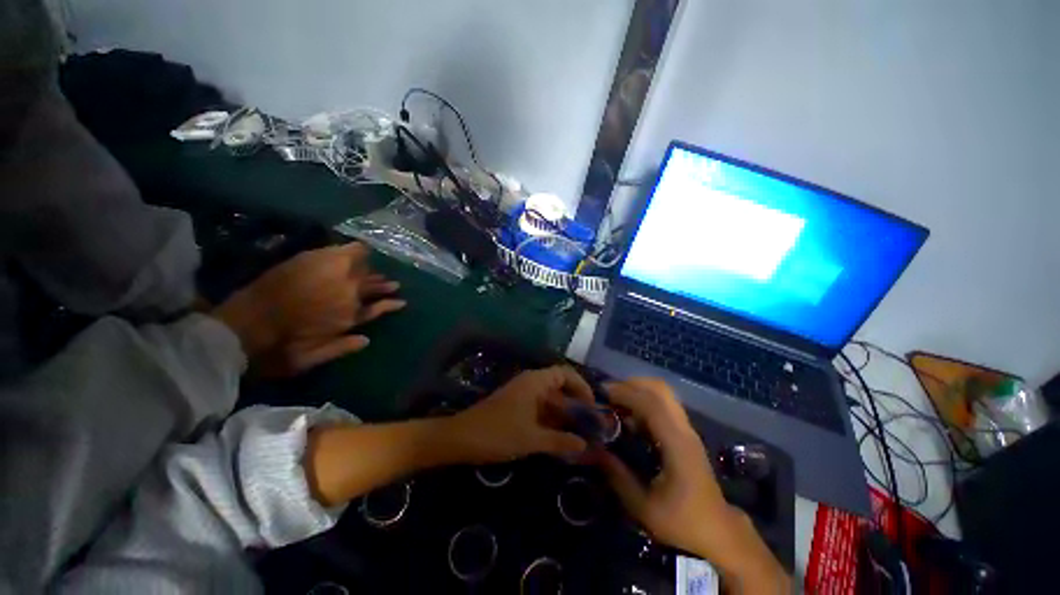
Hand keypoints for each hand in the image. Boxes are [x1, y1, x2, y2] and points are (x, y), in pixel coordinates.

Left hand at [212, 243, 404, 372]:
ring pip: (363, 271)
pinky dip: (357, 250)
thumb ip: (340, 348)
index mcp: (347, 317)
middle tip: (391, 283)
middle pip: (371, 286)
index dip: (389, 305)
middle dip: (382, 284)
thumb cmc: (278, 349)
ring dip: (372, 270)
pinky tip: (362, 249)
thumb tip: (366, 340)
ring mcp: (335, 277)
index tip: (399, 302)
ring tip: (382, 272)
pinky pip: (347, 251)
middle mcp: (347, 295)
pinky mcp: (315, 260)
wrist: (243, 327)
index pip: (377, 308)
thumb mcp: (311, 359)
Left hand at [443, 366, 596, 463]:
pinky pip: (540, 407)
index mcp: (535, 382)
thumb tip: (584, 444)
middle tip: (591, 423)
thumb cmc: (498, 433)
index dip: (581, 386)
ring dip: (564, 413)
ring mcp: (522, 393)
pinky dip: (551, 418)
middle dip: (575, 403)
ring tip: (580, 432)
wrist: (461, 438)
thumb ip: (560, 441)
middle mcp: (530, 382)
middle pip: (559, 386)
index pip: (565, 373)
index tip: (592, 405)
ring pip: (549, 399)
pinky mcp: (516, 405)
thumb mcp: (532, 439)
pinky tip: (559, 436)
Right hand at [597, 379, 787, 592]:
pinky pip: (663, 406)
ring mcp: (687, 430)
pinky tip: (629, 419)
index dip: (625, 393)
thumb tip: (593, 449)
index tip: (602, 393)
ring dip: (637, 391)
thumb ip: (617, 476)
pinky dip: (643, 402)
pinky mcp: (685, 434)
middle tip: (608, 395)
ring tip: (615, 404)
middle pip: (660, 388)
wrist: (719, 532)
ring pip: (663, 394)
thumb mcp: (644, 507)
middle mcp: (684, 430)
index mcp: (677, 444)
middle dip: (631, 384)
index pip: (651, 403)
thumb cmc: (683, 522)